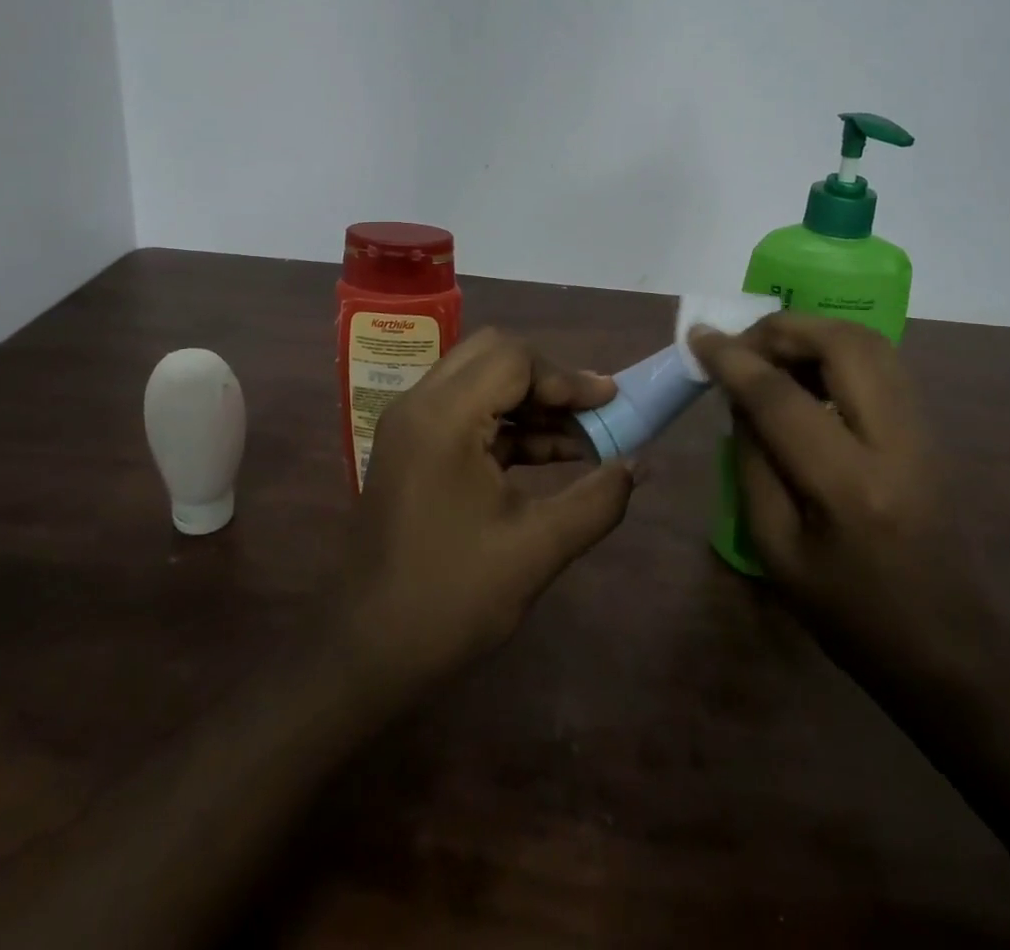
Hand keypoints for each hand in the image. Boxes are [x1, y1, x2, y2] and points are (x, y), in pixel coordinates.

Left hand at [337, 328, 636, 695]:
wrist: (368, 653)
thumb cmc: (452, 599)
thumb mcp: (538, 549)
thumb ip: (597, 500)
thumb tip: (641, 465)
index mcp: (443, 417)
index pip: (513, 359)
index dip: (567, 377)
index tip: (611, 404)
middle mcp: (419, 405)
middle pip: (493, 355)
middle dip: (548, 379)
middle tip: (591, 412)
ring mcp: (410, 425)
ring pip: (479, 381)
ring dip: (530, 402)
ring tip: (582, 438)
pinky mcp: (411, 448)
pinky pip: (465, 412)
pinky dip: (507, 424)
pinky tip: (549, 455)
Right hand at [691, 314, 983, 672]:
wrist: (951, 650)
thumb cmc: (850, 615)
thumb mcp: (774, 549)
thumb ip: (751, 462)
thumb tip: (739, 397)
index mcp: (849, 488)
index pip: (780, 398)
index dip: (733, 360)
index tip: (699, 337)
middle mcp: (897, 444)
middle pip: (843, 344)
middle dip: (782, 329)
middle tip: (743, 346)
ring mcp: (926, 432)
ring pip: (870, 343)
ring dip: (812, 333)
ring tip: (771, 355)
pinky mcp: (933, 431)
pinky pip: (882, 363)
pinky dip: (836, 351)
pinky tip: (809, 376)